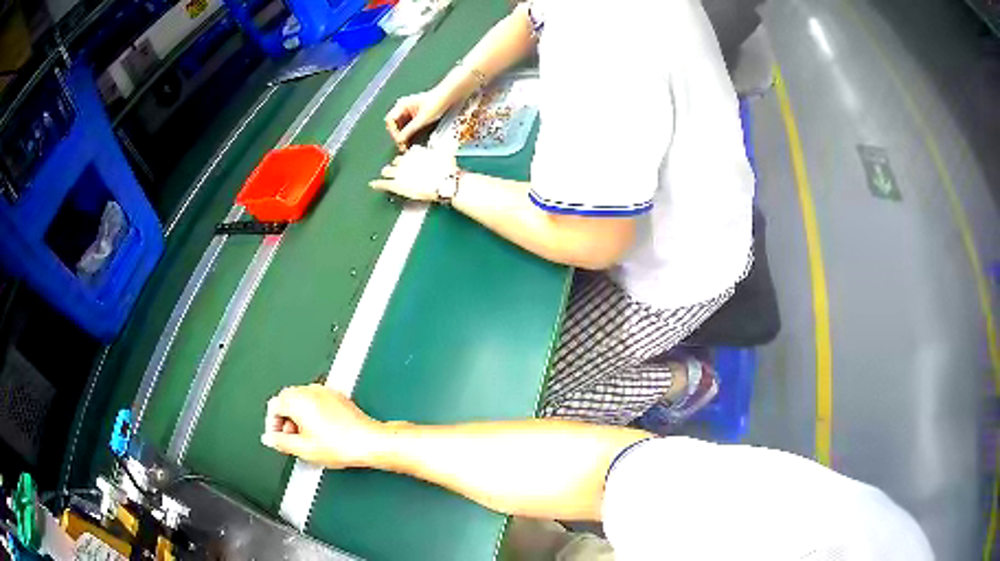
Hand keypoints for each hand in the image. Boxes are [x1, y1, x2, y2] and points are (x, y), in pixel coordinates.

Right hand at [261, 384, 385, 468]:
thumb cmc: (341, 445)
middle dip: (285, 420)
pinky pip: (317, 401)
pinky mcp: (338, 396)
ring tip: (307, 438)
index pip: (273, 406)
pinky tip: (321, 432)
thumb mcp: (303, 449)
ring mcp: (325, 391)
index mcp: (298, 399)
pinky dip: (313, 413)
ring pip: (302, 400)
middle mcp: (310, 390)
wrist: (369, 442)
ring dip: (299, 417)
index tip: (276, 437)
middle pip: (287, 400)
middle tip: (290, 439)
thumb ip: (281, 443)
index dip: (272, 424)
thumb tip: (269, 439)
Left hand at [370, 146, 457, 201]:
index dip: (407, 159)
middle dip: (395, 166)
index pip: (407, 154)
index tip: (408, 163)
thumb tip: (446, 151)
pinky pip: (383, 183)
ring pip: (387, 170)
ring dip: (386, 173)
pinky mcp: (396, 185)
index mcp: (416, 153)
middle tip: (397, 171)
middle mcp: (406, 160)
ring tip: (386, 176)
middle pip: (395, 161)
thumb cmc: (448, 171)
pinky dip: (377, 184)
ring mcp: (399, 173)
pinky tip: (372, 184)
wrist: (445, 184)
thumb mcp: (446, 157)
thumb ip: (440, 153)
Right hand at [385, 91, 447, 150]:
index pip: (390, 120)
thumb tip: (399, 140)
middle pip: (394, 124)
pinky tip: (411, 140)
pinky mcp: (414, 116)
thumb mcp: (422, 119)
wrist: (448, 97)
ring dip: (402, 135)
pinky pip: (407, 126)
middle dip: (397, 135)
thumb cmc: (436, 102)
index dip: (393, 131)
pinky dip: (408, 133)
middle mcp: (402, 108)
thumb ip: (409, 130)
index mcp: (401, 105)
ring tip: (406, 145)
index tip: (399, 140)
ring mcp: (408, 112)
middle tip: (402, 145)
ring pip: (400, 126)